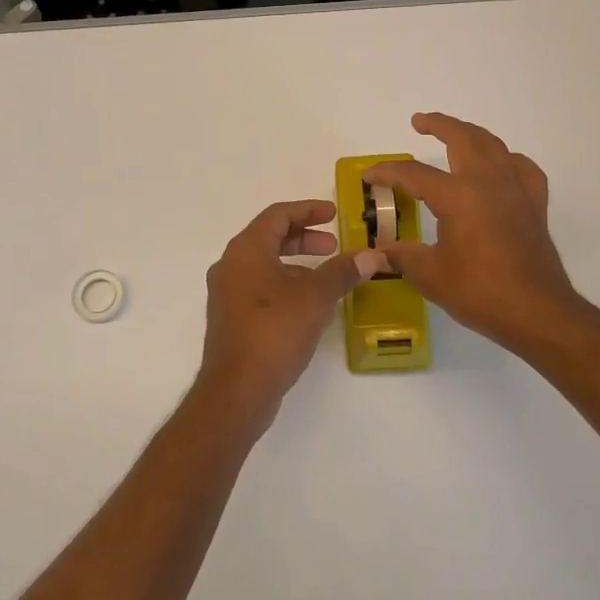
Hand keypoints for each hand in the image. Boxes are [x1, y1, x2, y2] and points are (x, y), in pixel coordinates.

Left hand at [197, 200, 378, 433]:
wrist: (237, 390)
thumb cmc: (274, 331)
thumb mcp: (315, 297)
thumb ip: (342, 272)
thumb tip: (371, 255)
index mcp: (246, 250)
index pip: (277, 215)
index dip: (308, 210)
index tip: (334, 214)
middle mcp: (230, 266)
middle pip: (269, 238)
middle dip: (303, 238)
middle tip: (333, 247)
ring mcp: (227, 294)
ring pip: (265, 265)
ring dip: (296, 264)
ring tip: (327, 277)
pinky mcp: (231, 319)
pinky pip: (260, 288)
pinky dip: (285, 285)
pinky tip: (309, 306)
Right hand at [366, 112, 599, 357]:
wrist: (537, 312)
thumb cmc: (480, 292)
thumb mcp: (430, 276)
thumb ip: (402, 256)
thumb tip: (379, 251)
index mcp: (457, 195)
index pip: (413, 173)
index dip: (387, 172)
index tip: (369, 176)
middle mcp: (487, 182)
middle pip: (462, 138)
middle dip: (439, 124)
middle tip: (419, 121)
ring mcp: (515, 190)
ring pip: (493, 145)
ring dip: (471, 134)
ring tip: (456, 135)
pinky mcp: (534, 204)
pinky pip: (522, 168)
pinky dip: (507, 159)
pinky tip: (501, 166)